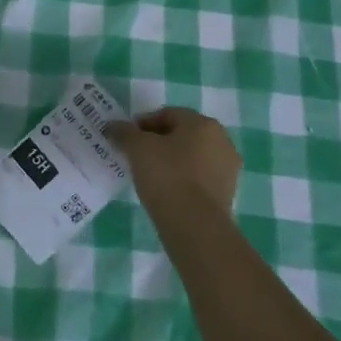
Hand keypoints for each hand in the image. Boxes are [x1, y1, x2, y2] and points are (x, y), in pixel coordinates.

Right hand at [107, 107, 240, 215]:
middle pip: (182, 135)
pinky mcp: (227, 194)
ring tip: (149, 176)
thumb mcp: (137, 148)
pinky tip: (165, 191)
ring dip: (171, 162)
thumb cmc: (167, 176)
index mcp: (203, 123)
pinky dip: (182, 180)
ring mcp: (228, 169)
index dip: (143, 124)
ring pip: (191, 157)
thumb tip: (113, 125)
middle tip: (136, 156)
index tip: (126, 139)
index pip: (167, 114)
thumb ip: (124, 132)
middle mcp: (221, 141)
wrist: (195, 226)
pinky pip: (198, 179)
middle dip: (158, 142)